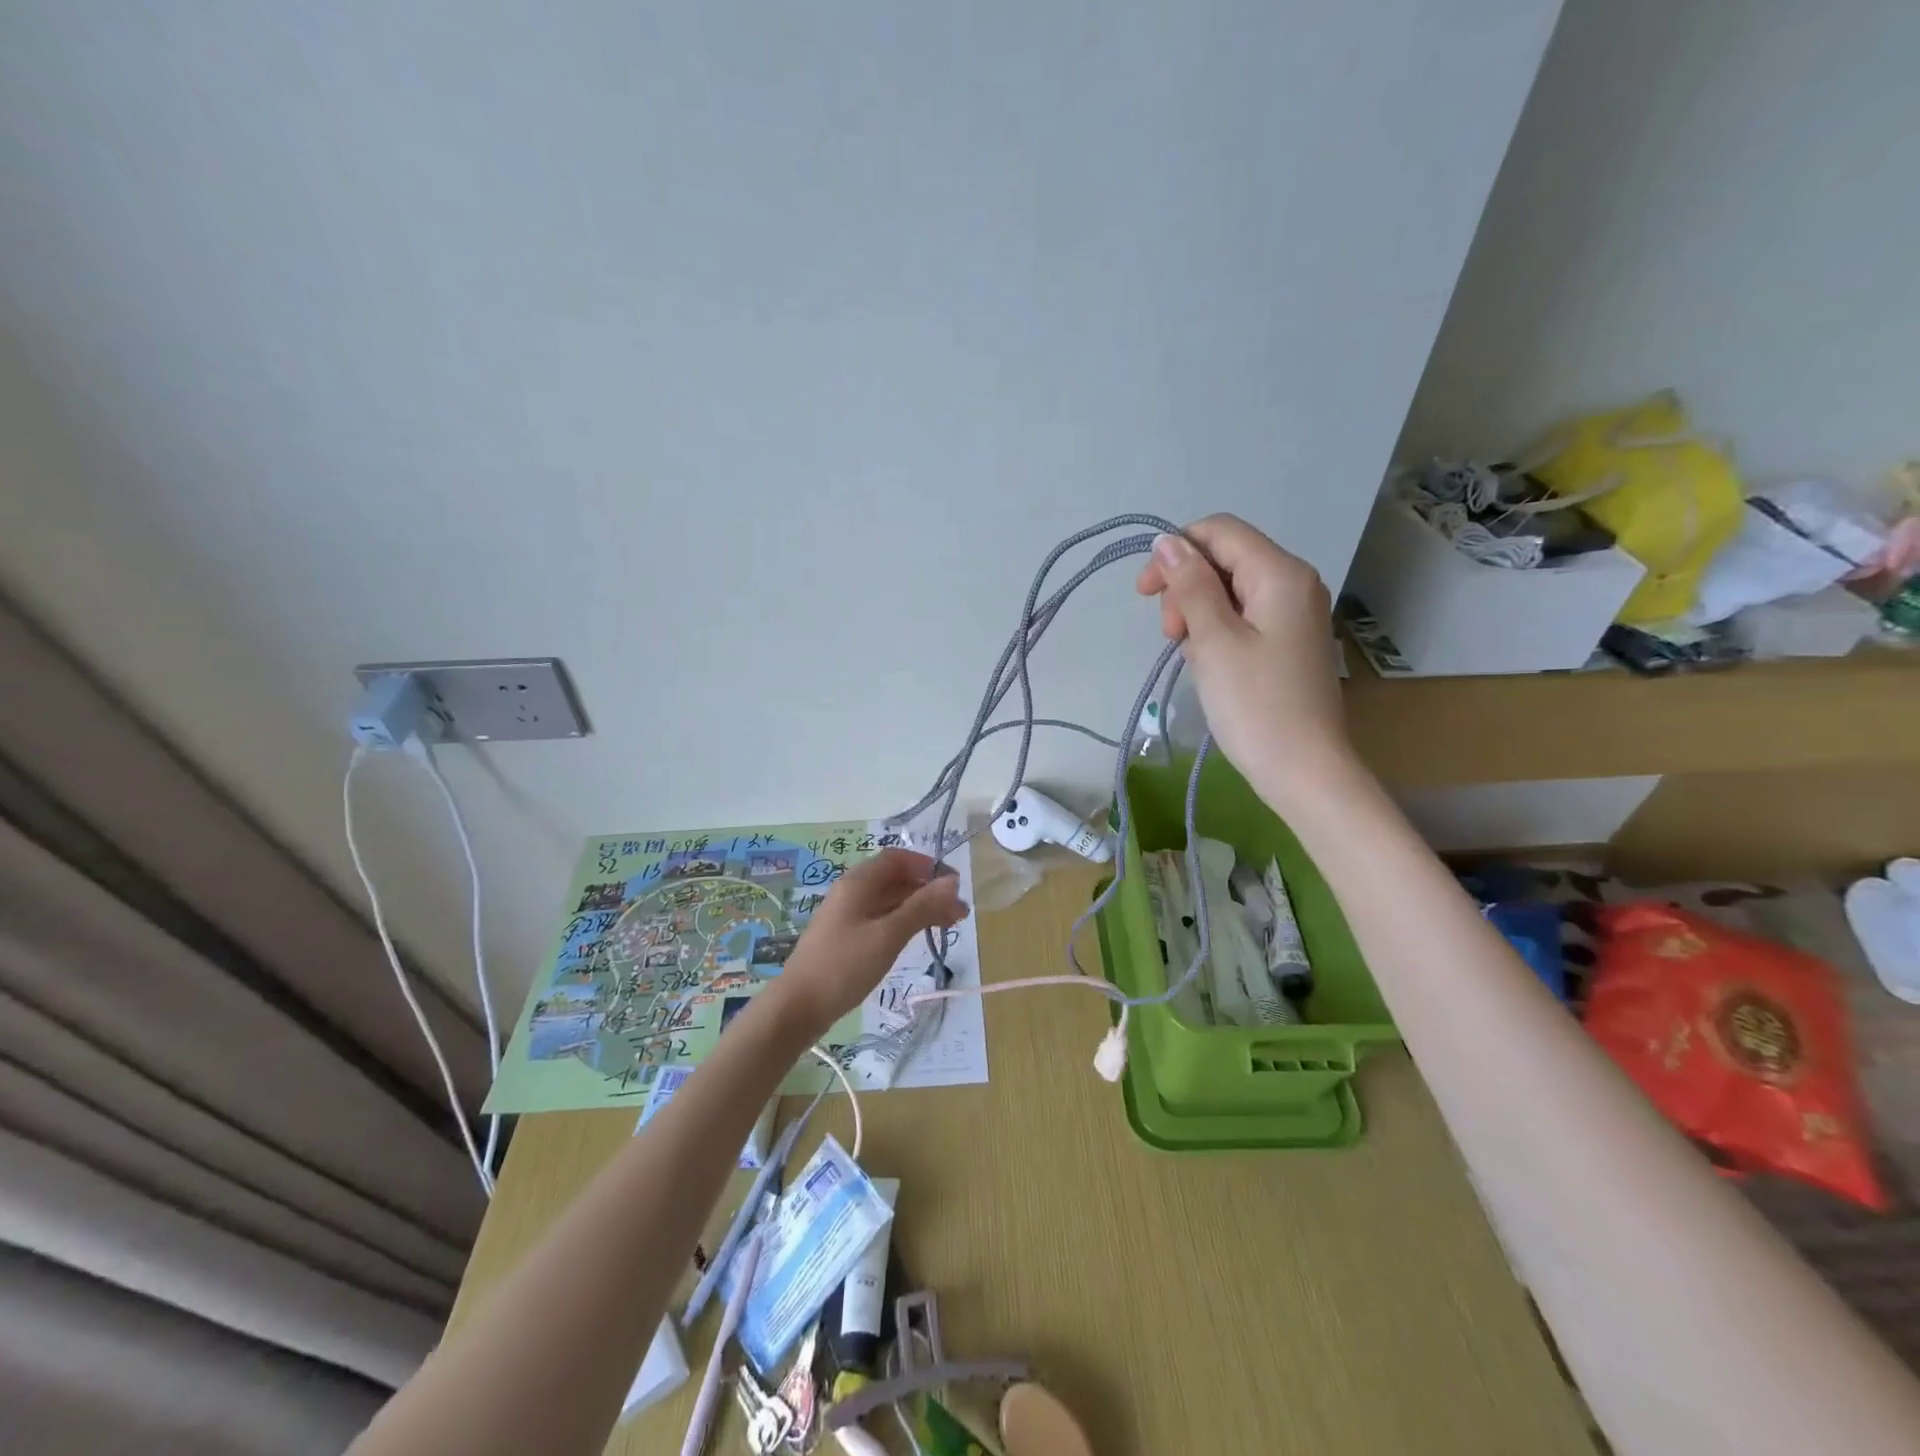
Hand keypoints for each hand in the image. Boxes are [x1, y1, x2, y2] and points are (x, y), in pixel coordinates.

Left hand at [775, 849, 969, 1032]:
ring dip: (919, 907)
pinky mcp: (847, 936)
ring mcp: (848, 914)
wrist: (798, 1006)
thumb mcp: (888, 935)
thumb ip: (921, 907)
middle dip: (929, 890)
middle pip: (896, 879)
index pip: (898, 858)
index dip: (927, 866)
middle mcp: (852, 891)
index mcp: (858, 882)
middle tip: (959, 913)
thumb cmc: (844, 966)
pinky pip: (881, 917)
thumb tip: (952, 882)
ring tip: (948, 926)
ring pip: (890, 900)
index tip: (954, 886)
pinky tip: (918, 936)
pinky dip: (904, 921)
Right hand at [1134, 514, 1356, 810]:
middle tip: (1172, 636)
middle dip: (1186, 587)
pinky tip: (1209, 662)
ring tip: (1191, 655)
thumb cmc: (1254, 705)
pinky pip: (1244, 616)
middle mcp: (1294, 583)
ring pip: (1230, 589)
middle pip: (1225, 558)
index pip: (1219, 531)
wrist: (1303, 769)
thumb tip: (1168, 541)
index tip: (1145, 594)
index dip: (1175, 552)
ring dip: (1198, 612)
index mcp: (1280, 574)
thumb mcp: (1213, 640)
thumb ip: (1190, 585)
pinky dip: (1217, 630)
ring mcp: (1295, 613)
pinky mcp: (1288, 641)